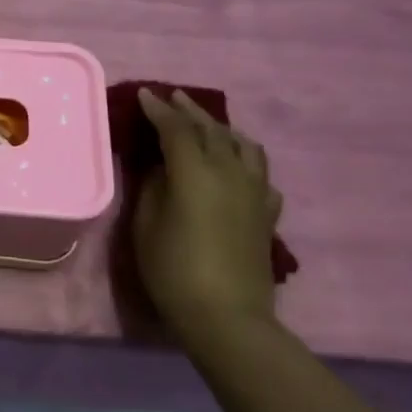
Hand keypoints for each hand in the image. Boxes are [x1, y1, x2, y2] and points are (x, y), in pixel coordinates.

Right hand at [132, 88, 282, 340]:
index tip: (144, 95)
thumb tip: (162, 167)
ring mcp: (255, 193)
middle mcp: (230, 173)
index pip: (176, 129)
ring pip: (245, 146)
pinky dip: (246, 161)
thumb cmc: (173, 270)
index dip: (158, 110)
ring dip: (223, 129)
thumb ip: (153, 187)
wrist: (227, 317)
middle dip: (190, 111)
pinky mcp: (267, 215)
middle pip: (212, 130)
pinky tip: (238, 169)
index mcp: (196, 173)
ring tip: (208, 126)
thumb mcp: (146, 226)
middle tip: (172, 98)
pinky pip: (260, 175)